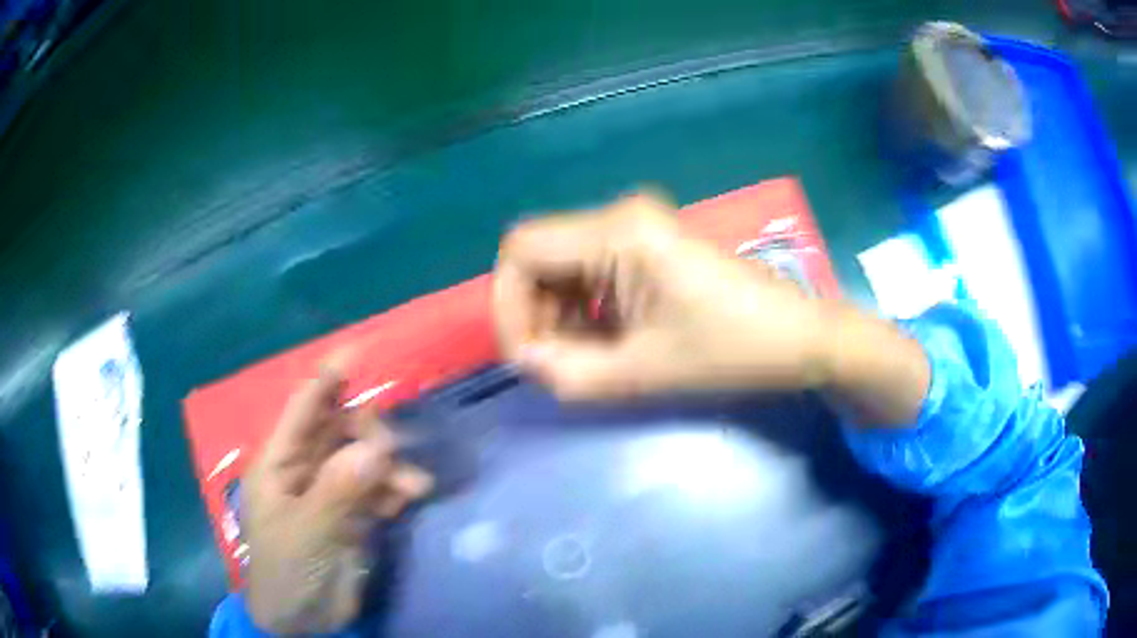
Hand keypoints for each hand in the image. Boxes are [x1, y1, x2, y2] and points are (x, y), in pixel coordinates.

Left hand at [243, 366, 432, 633]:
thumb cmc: (287, 572)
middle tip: (392, 452)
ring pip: (364, 460)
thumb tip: (375, 449)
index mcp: (280, 464)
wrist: (304, 620)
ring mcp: (331, 493)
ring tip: (414, 485)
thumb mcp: (307, 533)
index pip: (303, 410)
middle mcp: (305, 469)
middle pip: (340, 430)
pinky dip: (396, 489)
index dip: (327, 380)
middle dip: (368, 433)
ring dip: (390, 467)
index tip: (357, 352)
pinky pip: (378, 489)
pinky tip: (411, 498)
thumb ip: (338, 491)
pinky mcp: (353, 516)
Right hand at [493, 193, 833, 400]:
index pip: (520, 250)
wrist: (797, 338)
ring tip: (579, 361)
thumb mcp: (641, 373)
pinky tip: (602, 343)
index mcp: (618, 232)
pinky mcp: (649, 245)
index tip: (527, 358)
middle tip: (552, 366)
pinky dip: (582, 310)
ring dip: (556, 315)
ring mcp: (636, 227)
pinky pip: (590, 271)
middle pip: (538, 257)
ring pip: (561, 266)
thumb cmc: (730, 352)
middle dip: (532, 314)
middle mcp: (620, 215)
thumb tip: (526, 361)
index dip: (508, 305)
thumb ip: (567, 373)